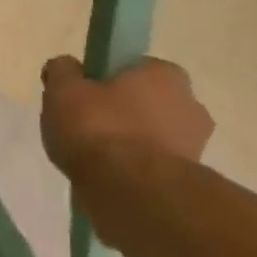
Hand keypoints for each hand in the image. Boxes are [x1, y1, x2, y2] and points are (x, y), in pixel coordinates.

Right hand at [40, 55, 213, 180]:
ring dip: (128, 144)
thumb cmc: (98, 128)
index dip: (104, 80)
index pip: (132, 68)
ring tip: (92, 160)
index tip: (81, 96)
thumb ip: (62, 71)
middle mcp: (190, 103)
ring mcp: (194, 144)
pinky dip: (133, 170)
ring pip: (150, 136)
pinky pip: (151, 165)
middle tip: (83, 128)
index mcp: (165, 73)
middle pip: (144, 103)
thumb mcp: (63, 89)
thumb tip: (66, 67)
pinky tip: (107, 179)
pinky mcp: (188, 179)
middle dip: (119, 113)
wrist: (130, 190)